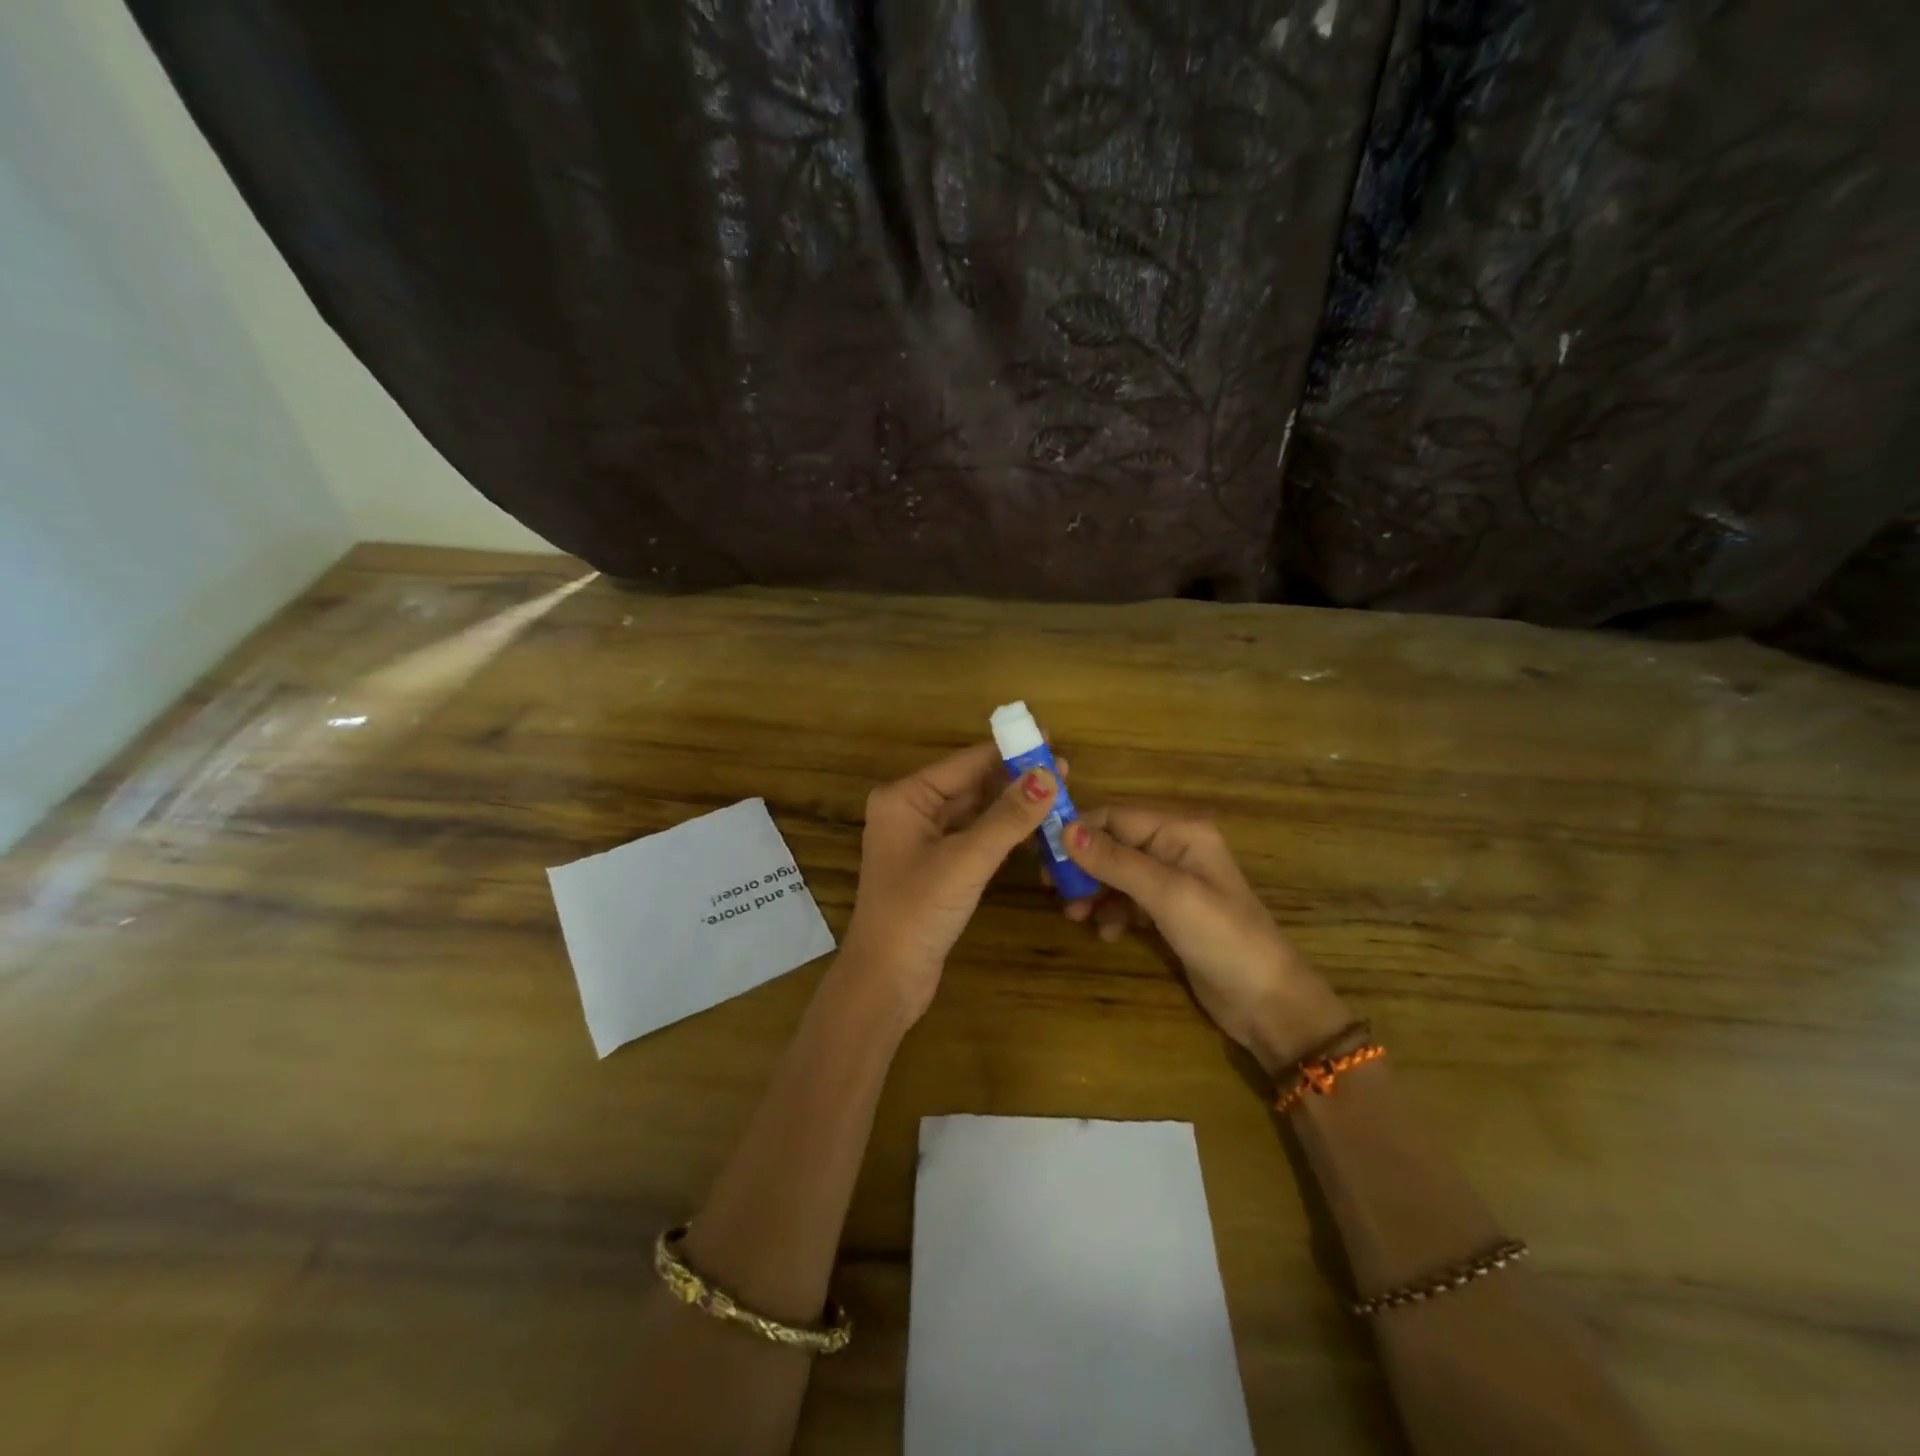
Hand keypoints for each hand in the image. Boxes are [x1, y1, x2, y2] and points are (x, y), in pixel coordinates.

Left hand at [841, 742, 1061, 1024]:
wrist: (886, 980)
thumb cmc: (917, 911)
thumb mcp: (966, 860)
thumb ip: (1008, 817)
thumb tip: (1048, 775)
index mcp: (904, 798)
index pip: (964, 763)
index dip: (1008, 751)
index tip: (1049, 738)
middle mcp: (909, 811)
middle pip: (969, 784)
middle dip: (1014, 779)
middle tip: (1063, 771)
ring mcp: (920, 840)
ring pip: (973, 812)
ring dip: (1010, 806)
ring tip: (1056, 796)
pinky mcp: (934, 867)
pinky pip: (972, 836)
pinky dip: (1000, 832)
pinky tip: (1033, 828)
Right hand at [1061, 806, 1351, 1072]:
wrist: (1266, 1001)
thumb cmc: (1220, 936)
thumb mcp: (1165, 895)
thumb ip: (1115, 861)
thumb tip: (1064, 830)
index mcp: (1180, 831)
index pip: (1116, 817)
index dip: (1078, 832)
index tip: (1044, 856)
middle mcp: (1175, 847)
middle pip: (1113, 844)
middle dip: (1084, 866)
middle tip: (1054, 890)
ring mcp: (1173, 881)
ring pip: (1116, 874)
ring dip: (1094, 892)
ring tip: (1077, 916)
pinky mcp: (1169, 911)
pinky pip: (1128, 900)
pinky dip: (1112, 912)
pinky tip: (1108, 934)